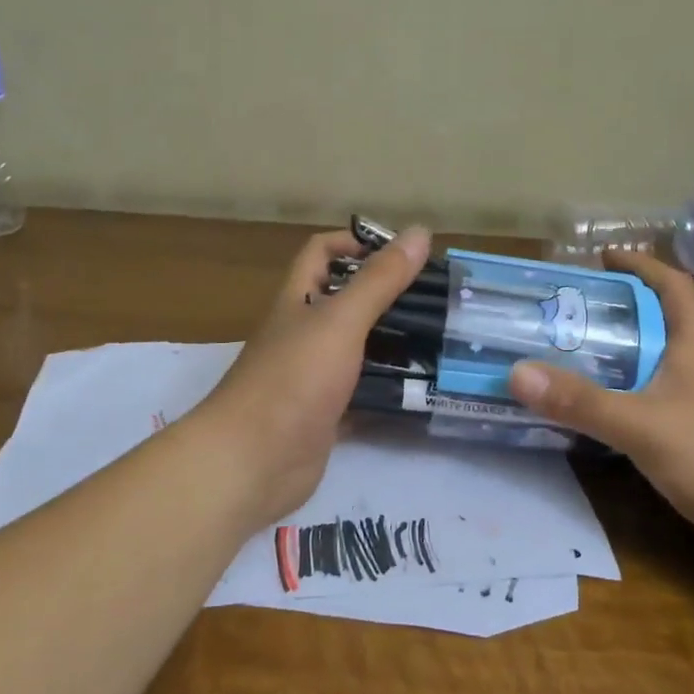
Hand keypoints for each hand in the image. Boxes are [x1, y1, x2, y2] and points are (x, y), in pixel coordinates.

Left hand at [194, 225, 431, 523]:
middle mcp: (303, 333)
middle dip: (387, 295)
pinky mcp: (324, 415)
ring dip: (392, 344)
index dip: (356, 242)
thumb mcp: (340, 321)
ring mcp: (312, 377)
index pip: (322, 253)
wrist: (253, 461)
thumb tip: (420, 232)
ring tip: (440, 340)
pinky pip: (361, 395)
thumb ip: (380, 280)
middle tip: (437, 299)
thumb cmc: (293, 379)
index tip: (402, 252)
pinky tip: (423, 390)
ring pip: (357, 349)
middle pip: (345, 301)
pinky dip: (387, 391)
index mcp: (298, 300)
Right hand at [506, 251, 693, 577]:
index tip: (601, 258)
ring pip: (655, 368)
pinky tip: (603, 418)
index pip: (673, 288)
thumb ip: (582, 402)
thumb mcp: (644, 427)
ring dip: (618, 359)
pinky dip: (627, 400)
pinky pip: (656, 406)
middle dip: (615, 314)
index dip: (641, 266)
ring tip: (569, 361)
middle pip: (658, 326)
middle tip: (563, 316)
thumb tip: (516, 371)